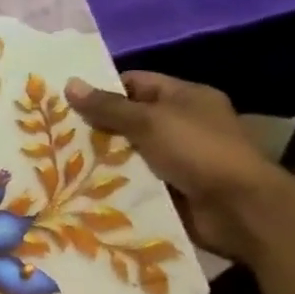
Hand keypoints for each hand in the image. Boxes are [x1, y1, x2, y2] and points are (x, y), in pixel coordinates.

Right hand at [65, 72, 294, 260]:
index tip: (64, 99)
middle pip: (127, 118)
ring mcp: (176, 157)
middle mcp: (181, 124)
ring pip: (125, 150)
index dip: (102, 88)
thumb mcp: (149, 121)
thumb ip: (107, 105)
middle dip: (94, 124)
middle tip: (53, 129)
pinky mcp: (168, 186)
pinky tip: (78, 181)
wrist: (241, 210)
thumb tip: (69, 83)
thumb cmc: (199, 151)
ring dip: (99, 155)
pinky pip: (132, 177)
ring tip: (57, 156)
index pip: (135, 83)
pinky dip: (110, 179)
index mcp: (185, 97)